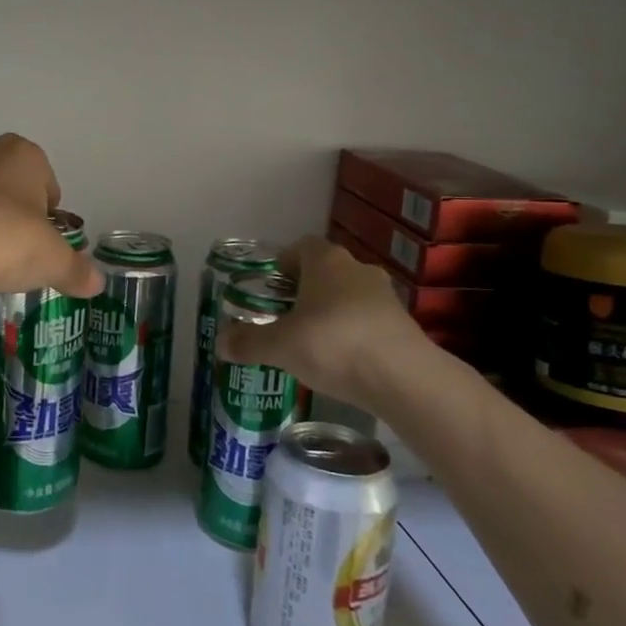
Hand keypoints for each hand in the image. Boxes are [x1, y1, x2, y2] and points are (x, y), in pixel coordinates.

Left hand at [0, 135, 102, 301]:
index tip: (45, 243)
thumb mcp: (54, 261)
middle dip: (16, 214)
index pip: (48, 182)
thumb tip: (96, 283)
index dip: (49, 215)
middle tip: (19, 251)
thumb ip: (77, 270)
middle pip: (11, 186)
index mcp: (24, 153)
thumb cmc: (7, 240)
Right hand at [218, 237, 459, 415]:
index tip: (270, 289)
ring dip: (330, 312)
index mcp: (325, 260)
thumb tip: (220, 343)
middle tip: (284, 318)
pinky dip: (352, 333)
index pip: (300, 247)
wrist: (404, 378)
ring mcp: (384, 295)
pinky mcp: (403, 323)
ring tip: (312, 343)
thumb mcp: (280, 346)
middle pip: (324, 271)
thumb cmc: (333, 345)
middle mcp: (356, 268)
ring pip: (347, 295)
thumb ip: (249, 342)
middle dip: (304, 291)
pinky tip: (342, 360)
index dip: (282, 264)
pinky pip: (367, 320)